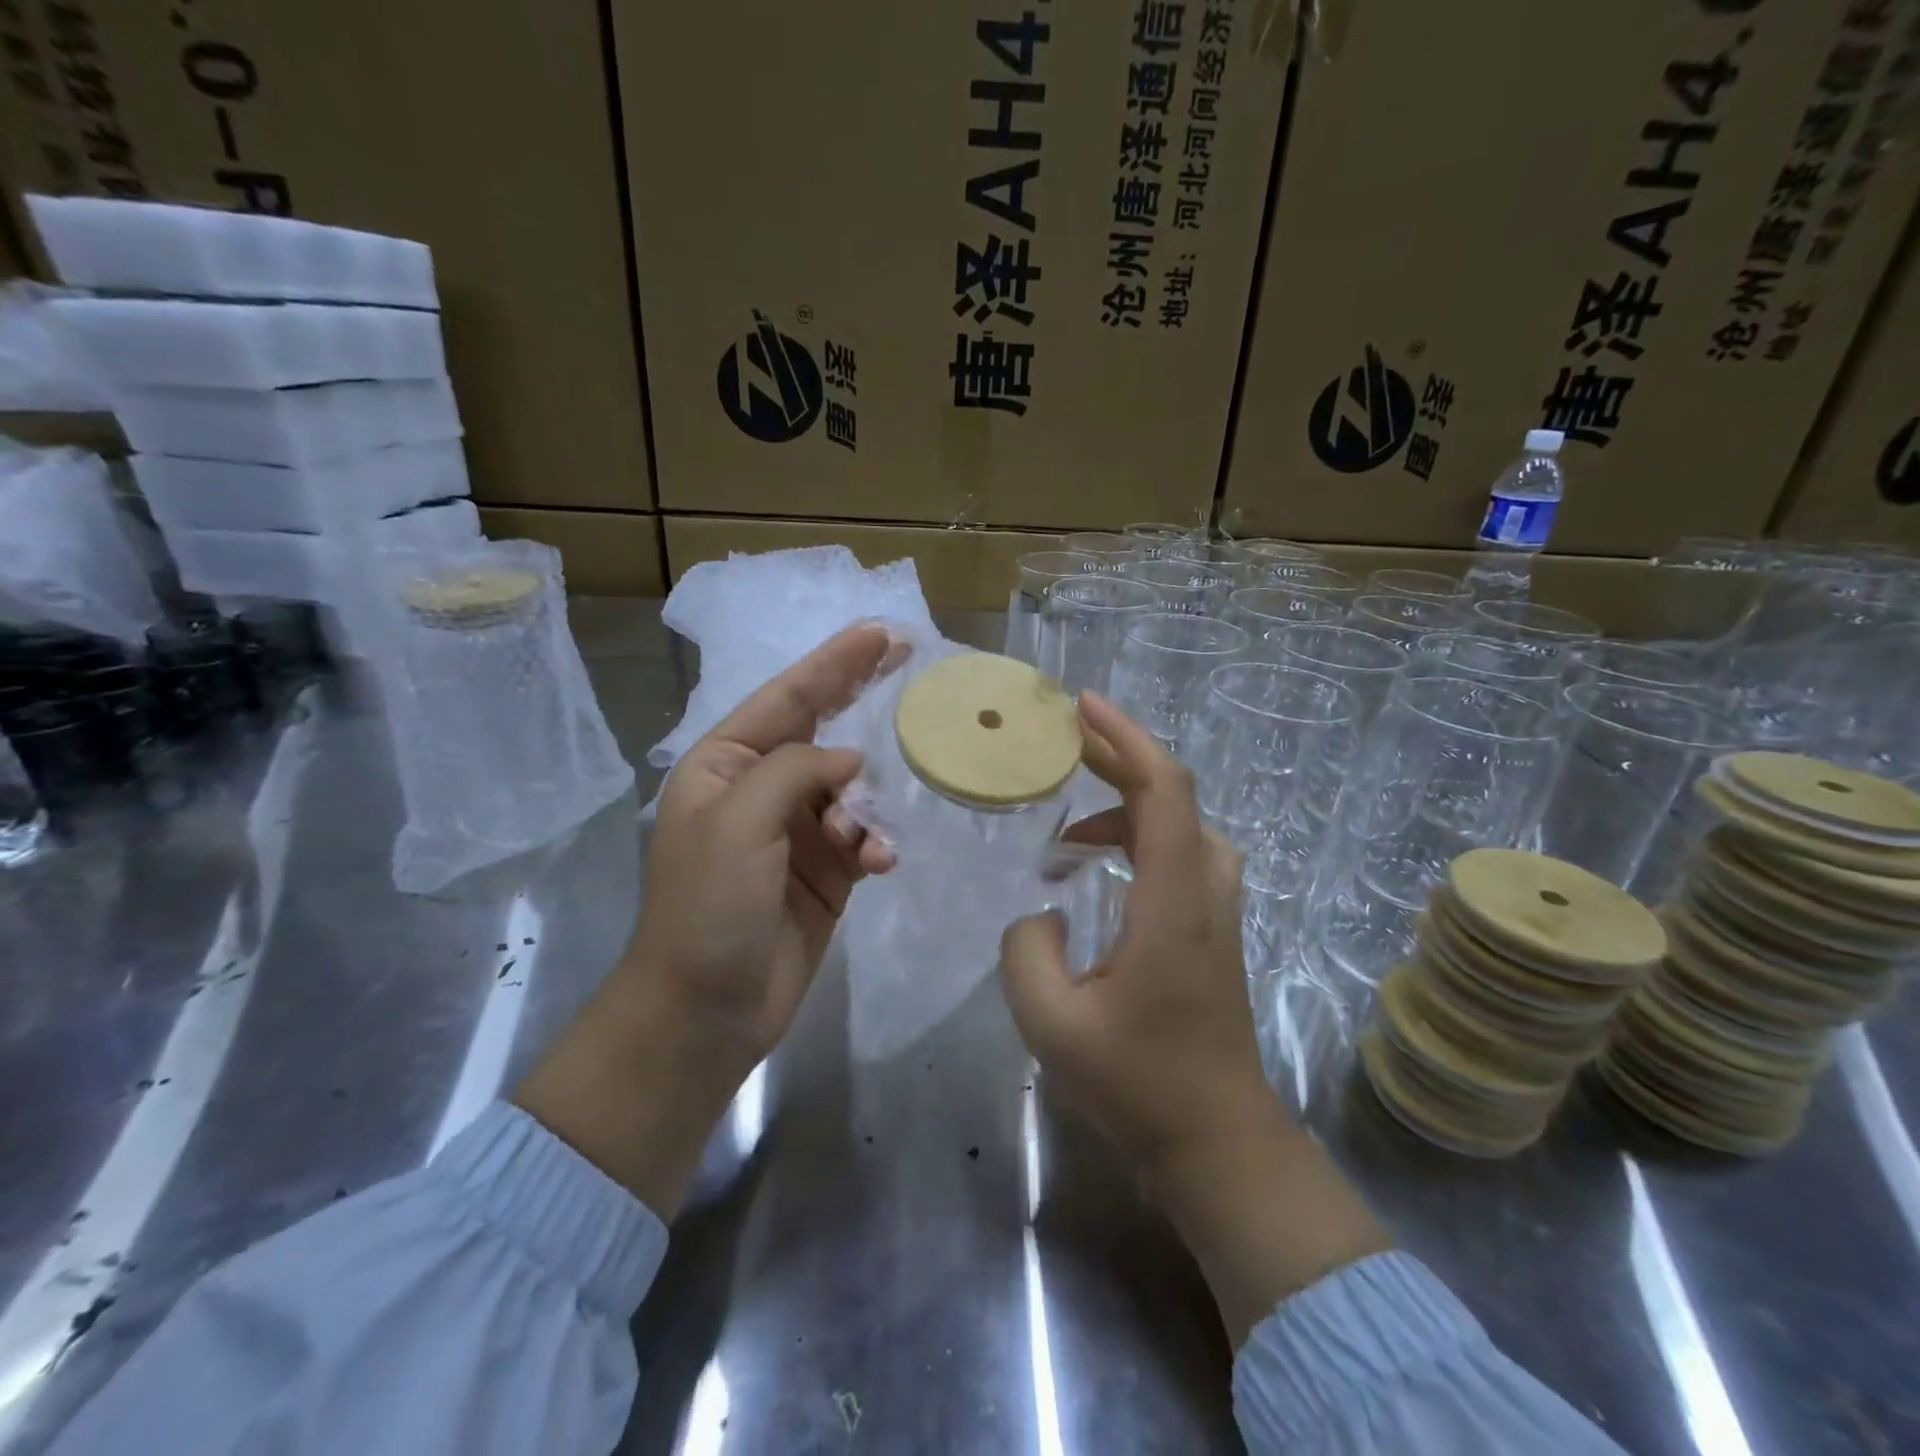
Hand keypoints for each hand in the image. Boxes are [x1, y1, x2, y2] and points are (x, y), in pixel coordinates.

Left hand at [516, 624, 896, 1217]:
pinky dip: (875, 843)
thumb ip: (795, 770)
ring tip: (861, 840)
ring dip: (867, 805)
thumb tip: (849, 762)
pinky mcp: (826, 871)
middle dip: (860, 697)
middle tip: (907, 657)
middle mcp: (761, 789)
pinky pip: (863, 836)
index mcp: (725, 766)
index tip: (879, 633)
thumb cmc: (708, 907)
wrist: (706, 1010)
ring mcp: (796, 832)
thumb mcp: (739, 821)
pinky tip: (877, 863)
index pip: (787, 699)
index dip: (833, 663)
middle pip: (822, 730)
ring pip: (852, 789)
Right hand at [998, 692, 1388, 1345]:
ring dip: (1130, 803)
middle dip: (1121, 757)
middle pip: (1175, 796)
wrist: (1218, 1140)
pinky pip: (1182, 853)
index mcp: (1173, 904)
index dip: (1126, 739)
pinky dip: (1141, 836)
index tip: (1083, 709)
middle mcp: (1205, 892)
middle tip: (1066, 743)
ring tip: (1073, 826)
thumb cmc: (1139, 1084)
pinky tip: (1099, 867)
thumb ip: (1027, 950)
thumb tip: (1042, 912)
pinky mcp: (1213, 929)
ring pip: (1182, 824)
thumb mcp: (1052, 1024)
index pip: (1164, 793)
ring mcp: (1217, 911)